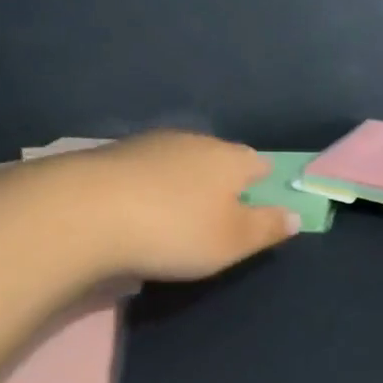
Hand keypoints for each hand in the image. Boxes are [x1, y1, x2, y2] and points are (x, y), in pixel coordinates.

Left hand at [53, 131, 298, 281]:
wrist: (86, 211)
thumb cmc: (175, 230)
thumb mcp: (232, 241)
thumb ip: (267, 228)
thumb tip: (296, 215)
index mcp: (230, 158)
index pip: (258, 162)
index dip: (263, 182)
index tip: (260, 201)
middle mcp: (194, 141)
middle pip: (218, 157)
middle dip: (221, 180)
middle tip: (217, 213)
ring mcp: (150, 143)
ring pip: (179, 160)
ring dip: (182, 181)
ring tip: (176, 212)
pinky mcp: (112, 154)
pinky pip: (145, 168)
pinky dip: (149, 185)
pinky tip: (139, 207)